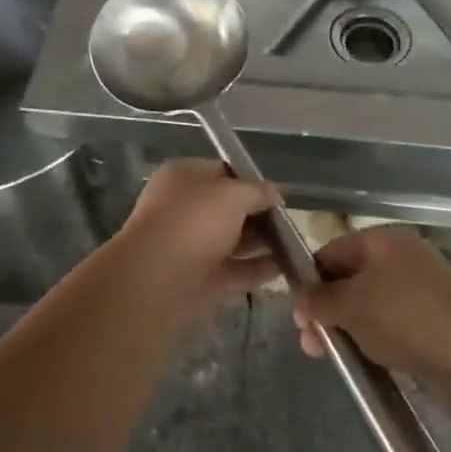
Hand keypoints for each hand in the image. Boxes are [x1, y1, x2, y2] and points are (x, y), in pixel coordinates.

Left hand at [109, 160, 281, 318]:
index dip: (252, 182)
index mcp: (184, 177)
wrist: (155, 279)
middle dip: (259, 216)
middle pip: (228, 208)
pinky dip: (255, 269)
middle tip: (291, 225)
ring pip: (231, 240)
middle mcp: (183, 207)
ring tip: (295, 248)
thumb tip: (275, 193)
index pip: (223, 172)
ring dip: (261, 244)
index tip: (280, 196)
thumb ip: (258, 191)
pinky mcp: (195, 278)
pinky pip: (232, 269)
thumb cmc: (193, 222)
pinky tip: (284, 270)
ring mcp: (188, 244)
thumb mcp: (233, 195)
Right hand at [291, 225, 450, 376]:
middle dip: (327, 310)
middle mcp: (400, 258)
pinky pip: (390, 324)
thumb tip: (298, 300)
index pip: (330, 252)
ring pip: (369, 305)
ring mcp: (418, 289)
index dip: (309, 281)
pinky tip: (367, 359)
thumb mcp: (351, 304)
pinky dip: (374, 339)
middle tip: (311, 345)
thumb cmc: (404, 316)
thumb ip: (319, 300)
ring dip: (348, 328)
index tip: (297, 315)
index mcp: (381, 240)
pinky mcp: (431, 320)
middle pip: (349, 279)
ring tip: (335, 357)